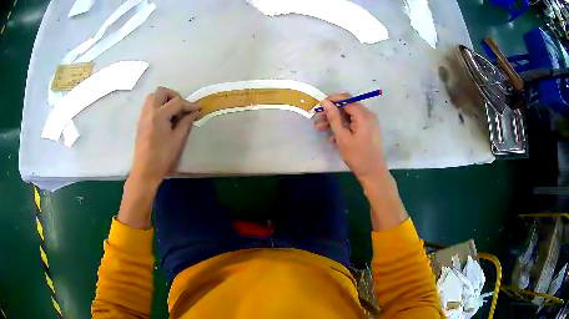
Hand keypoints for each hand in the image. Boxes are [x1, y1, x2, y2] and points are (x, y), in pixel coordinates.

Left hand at [130, 87, 199, 187]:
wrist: (145, 171)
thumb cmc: (162, 157)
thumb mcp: (178, 140)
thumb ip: (186, 122)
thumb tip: (194, 112)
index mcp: (159, 115)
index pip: (177, 102)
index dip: (189, 104)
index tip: (197, 109)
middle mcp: (149, 111)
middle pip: (161, 91)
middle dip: (174, 96)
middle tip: (181, 108)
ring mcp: (143, 116)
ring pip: (153, 97)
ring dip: (164, 100)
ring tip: (173, 112)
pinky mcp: (141, 122)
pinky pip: (149, 105)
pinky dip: (158, 106)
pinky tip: (164, 119)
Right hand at [314, 93, 386, 181]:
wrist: (372, 172)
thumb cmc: (357, 156)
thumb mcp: (342, 137)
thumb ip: (334, 118)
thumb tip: (325, 102)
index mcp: (363, 115)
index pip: (346, 99)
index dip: (331, 100)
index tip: (318, 107)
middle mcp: (368, 115)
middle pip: (347, 107)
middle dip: (331, 112)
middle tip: (317, 119)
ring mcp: (369, 123)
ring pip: (348, 116)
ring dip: (334, 121)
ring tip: (320, 129)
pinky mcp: (368, 130)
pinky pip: (353, 123)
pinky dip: (343, 127)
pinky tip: (332, 138)